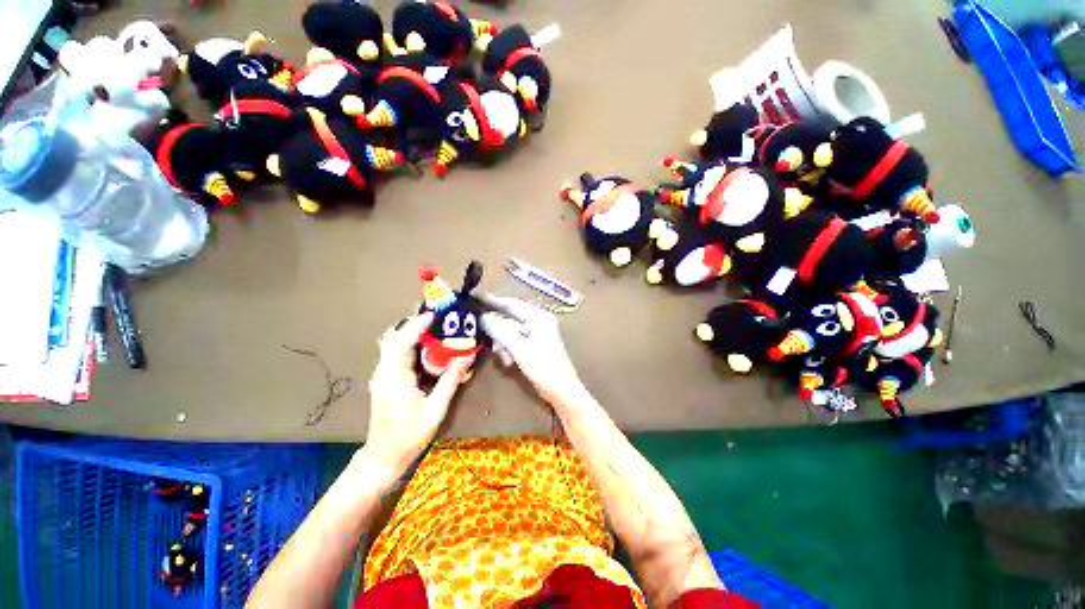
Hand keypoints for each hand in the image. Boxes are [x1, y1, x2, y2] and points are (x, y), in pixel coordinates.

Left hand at [362, 313, 472, 483]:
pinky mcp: (383, 379)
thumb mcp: (436, 409)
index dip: (416, 325)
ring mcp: (381, 376)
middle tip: (434, 316)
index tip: (434, 315)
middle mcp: (383, 372)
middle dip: (411, 323)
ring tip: (431, 326)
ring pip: (390, 344)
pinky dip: (407, 342)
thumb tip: (466, 358)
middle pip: (392, 338)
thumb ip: (450, 380)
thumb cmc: (410, 434)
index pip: (401, 342)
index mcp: (395, 378)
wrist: (383, 456)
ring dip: (408, 331)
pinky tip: (423, 346)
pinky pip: (393, 353)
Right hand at [480, 295, 585, 405]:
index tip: (477, 299)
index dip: (494, 302)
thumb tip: (483, 317)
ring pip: (511, 332)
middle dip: (499, 333)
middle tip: (491, 344)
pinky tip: (509, 362)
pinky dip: (510, 350)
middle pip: (510, 319)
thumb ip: (501, 331)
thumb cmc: (544, 368)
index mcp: (539, 317)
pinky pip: (516, 341)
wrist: (562, 390)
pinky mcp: (535, 345)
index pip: (512, 304)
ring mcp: (537, 333)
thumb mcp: (519, 349)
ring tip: (505, 359)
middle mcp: (538, 321)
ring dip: (504, 344)